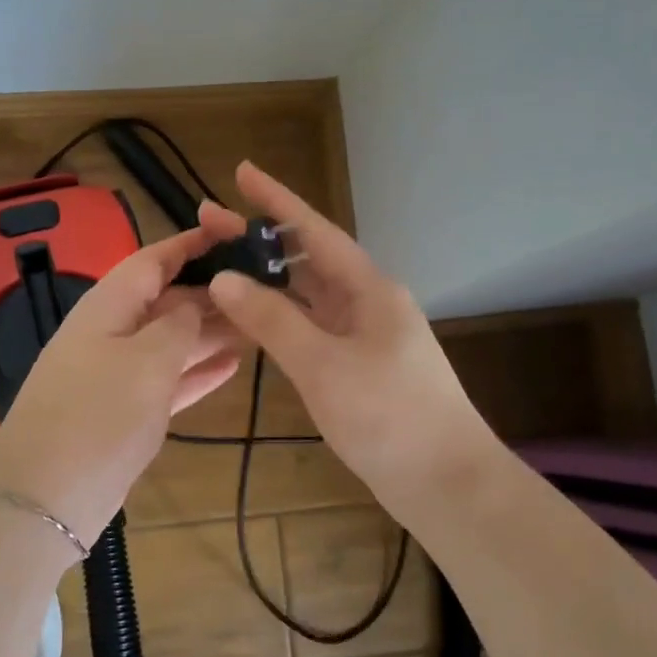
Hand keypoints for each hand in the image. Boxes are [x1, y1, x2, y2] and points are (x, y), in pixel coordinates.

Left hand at [0, 227, 241, 546]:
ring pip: (171, 341)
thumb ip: (178, 324)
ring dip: (210, 333)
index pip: (153, 259)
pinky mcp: (124, 412)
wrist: (45, 498)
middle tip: (264, 289)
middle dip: (211, 293)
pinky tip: (232, 366)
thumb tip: (195, 301)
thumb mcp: (146, 361)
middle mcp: (111, 332)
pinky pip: (168, 380)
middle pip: (166, 300)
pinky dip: (197, 372)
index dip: (192, 244)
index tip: (234, 232)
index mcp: (108, 305)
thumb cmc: (98, 415)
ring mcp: (116, 374)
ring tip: (258, 325)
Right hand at [200, 163, 497, 520]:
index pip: (314, 230)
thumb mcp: (323, 366)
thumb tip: (224, 279)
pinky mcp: (356, 367)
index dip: (277, 199)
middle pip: (306, 260)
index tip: (242, 172)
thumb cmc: (390, 417)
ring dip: (266, 280)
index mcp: (369, 289)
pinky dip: (278, 319)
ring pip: (307, 296)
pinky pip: (310, 328)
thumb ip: (272, 320)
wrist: (447, 484)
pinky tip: (250, 319)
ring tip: (220, 266)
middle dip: (259, 240)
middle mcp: (366, 303)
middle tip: (209, 222)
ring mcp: (362, 336)